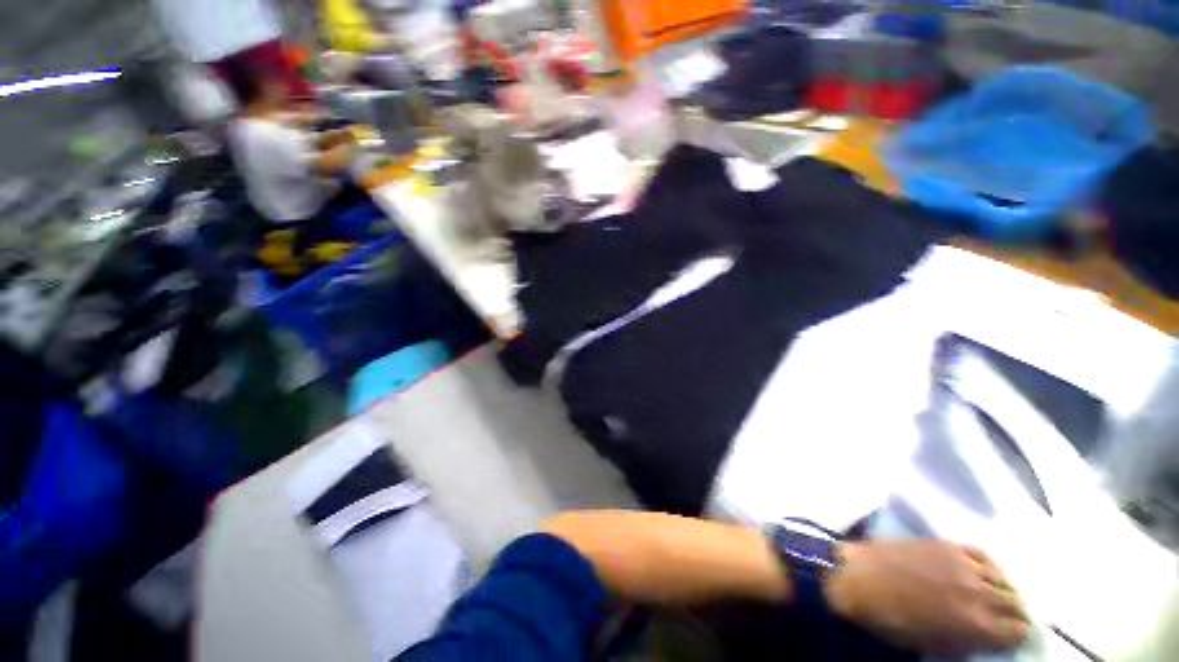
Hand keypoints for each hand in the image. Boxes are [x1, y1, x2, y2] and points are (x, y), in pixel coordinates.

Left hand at [825, 540, 1028, 655]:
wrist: (856, 578)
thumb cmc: (890, 620)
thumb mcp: (935, 644)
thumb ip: (969, 640)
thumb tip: (988, 636)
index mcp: (977, 625)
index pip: (1018, 631)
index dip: (1018, 635)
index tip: (1014, 635)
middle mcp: (980, 594)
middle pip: (1015, 602)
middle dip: (1016, 612)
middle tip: (1012, 616)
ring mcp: (964, 565)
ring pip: (1003, 577)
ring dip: (1005, 588)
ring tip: (1001, 594)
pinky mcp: (947, 544)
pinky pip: (982, 554)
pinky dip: (989, 565)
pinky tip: (985, 571)